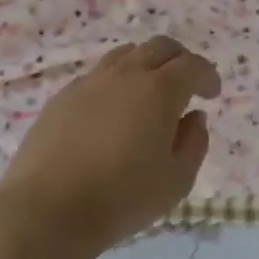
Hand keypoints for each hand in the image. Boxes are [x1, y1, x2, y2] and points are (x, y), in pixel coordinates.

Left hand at [0, 36, 220, 254]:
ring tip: (148, 92)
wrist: (46, 212)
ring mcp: (90, 81)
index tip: (212, 94)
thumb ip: (194, 143)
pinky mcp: (63, 96)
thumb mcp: (177, 181)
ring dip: (146, 64)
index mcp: (160, 90)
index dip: (208, 76)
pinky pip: (98, 74)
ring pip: (127, 53)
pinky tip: (112, 111)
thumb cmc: (121, 199)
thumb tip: (193, 117)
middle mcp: (127, 74)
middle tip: (186, 85)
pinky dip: (116, 81)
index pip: (193, 65)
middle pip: (161, 47)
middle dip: (180, 60)